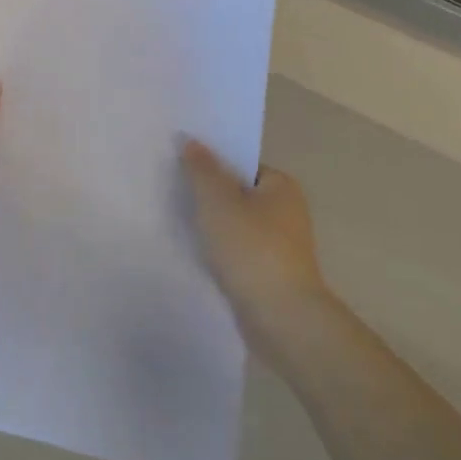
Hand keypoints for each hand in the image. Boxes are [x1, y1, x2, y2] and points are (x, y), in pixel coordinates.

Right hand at [182, 141, 329, 347]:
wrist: (282, 319)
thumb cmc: (252, 250)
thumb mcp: (218, 202)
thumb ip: (202, 170)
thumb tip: (191, 140)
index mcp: (281, 186)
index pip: (241, 164)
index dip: (212, 165)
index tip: (181, 169)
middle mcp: (287, 212)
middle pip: (238, 194)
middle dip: (209, 196)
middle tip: (173, 193)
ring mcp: (280, 246)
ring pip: (236, 226)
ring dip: (212, 227)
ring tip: (178, 224)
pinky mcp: (270, 275)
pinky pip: (238, 253)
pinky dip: (219, 253)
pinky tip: (196, 255)